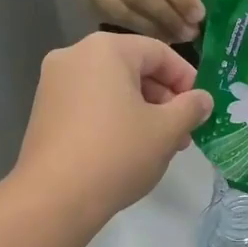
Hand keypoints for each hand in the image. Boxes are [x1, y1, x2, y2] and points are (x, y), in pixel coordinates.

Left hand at [13, 33, 214, 230]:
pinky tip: (128, 151)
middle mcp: (73, 56)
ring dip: (141, 112)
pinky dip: (113, 120)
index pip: (158, 53)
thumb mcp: (166, 131)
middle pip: (132, 69)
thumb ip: (190, 108)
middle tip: (183, 132)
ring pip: (111, 90)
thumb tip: (203, 99)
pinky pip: (89, 105)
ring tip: (160, 146)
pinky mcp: (44, 112)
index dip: (186, 79)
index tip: (200, 108)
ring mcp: (54, 85)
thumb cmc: (117, 153)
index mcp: (105, 49)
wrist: (54, 197)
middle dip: (163, 99)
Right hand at [72, 0, 205, 42]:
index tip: (198, 14)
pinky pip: (116, 19)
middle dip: (168, 15)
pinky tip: (158, 37)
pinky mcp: (85, 0)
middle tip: (189, 32)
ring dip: (155, 28)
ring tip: (177, 37)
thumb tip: (193, 10)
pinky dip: (140, 30)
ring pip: (125, 9)